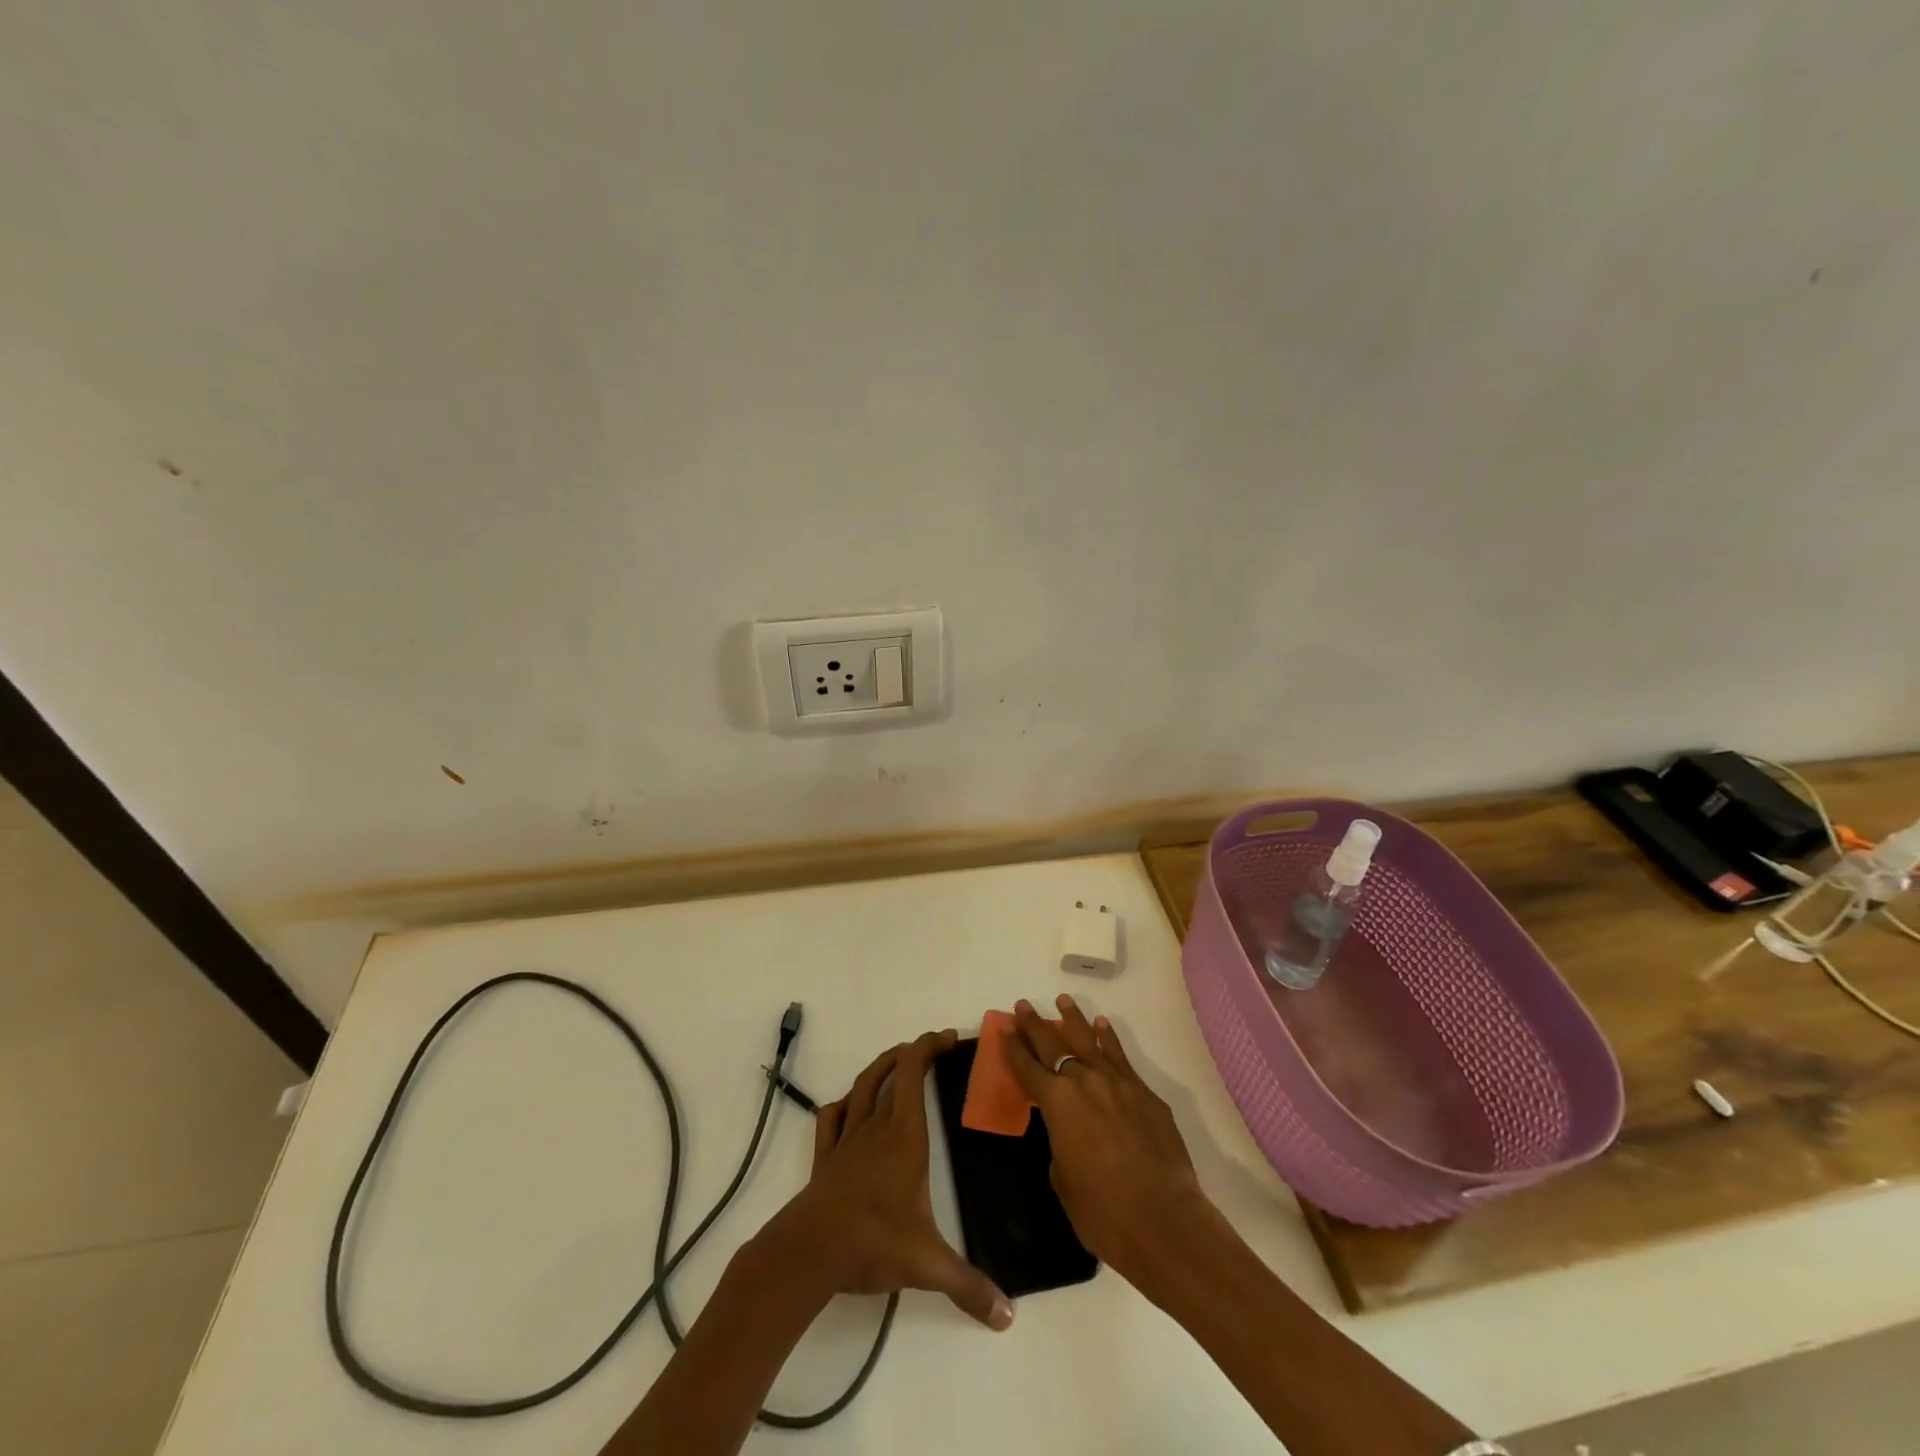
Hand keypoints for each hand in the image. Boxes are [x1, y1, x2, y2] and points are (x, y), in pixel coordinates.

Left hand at [761, 1030, 1012, 1330]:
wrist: (810, 1251)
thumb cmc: (873, 1242)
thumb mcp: (928, 1265)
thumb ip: (969, 1287)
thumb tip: (1008, 1316)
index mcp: (905, 1135)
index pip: (914, 1072)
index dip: (930, 1046)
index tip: (949, 1038)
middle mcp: (876, 1126)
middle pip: (892, 1072)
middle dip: (914, 1053)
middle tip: (933, 1049)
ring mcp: (847, 1139)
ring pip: (863, 1086)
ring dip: (881, 1066)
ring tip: (897, 1060)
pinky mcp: (825, 1157)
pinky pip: (832, 1117)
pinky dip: (844, 1103)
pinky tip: (850, 1107)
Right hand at [1004, 995, 1208, 1280]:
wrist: (1164, 1220)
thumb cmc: (1103, 1212)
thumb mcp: (1063, 1180)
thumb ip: (1060, 1144)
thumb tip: (1070, 1130)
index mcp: (1057, 1103)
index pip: (1028, 1067)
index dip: (1014, 1047)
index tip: (1004, 1028)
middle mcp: (1084, 1081)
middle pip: (1054, 1045)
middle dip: (1036, 1025)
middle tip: (1024, 1006)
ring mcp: (1118, 1083)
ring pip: (1089, 1041)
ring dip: (1073, 1020)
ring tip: (1063, 1001)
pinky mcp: (1145, 1093)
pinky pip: (1120, 1057)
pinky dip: (1109, 1039)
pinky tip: (1102, 1026)